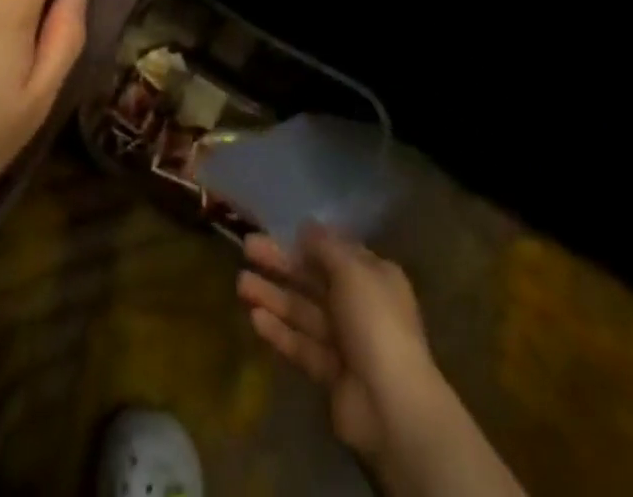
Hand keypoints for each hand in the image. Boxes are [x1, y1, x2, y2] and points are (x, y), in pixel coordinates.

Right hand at [239, 226, 449, 468]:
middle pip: (314, 279)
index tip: (279, 230)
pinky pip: (301, 345)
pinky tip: (254, 318)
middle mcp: (360, 305)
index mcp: (374, 276)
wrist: (392, 405)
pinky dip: (280, 331)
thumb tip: (306, 227)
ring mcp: (345, 342)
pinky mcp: (330, 374)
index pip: (337, 252)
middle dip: (281, 264)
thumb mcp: (352, 270)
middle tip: (247, 247)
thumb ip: (325, 247)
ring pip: (303, 311)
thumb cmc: (375, 322)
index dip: (309, 242)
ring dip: (273, 296)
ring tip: (240, 283)